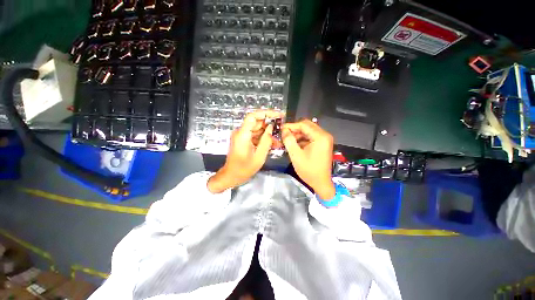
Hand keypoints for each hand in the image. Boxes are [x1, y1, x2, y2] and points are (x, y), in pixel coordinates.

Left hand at [207, 110, 283, 193]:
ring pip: (257, 129)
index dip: (266, 113)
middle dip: (270, 124)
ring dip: (268, 133)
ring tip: (279, 139)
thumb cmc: (244, 168)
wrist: (232, 176)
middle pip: (256, 122)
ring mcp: (242, 136)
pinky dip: (264, 138)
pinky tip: (273, 143)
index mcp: (242, 134)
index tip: (278, 115)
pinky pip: (255, 136)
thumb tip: (271, 127)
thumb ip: (266, 140)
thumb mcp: (259, 156)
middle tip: (282, 128)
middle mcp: (241, 132)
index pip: (253, 116)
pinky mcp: (244, 140)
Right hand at [282, 119, 335, 198]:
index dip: (291, 126)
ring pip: (308, 131)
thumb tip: (284, 130)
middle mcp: (324, 135)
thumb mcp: (296, 155)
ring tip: (287, 139)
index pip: (304, 125)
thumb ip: (289, 140)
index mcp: (320, 137)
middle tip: (284, 134)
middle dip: (294, 129)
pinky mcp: (323, 144)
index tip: (281, 128)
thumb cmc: (309, 170)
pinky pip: (311, 137)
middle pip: (307, 126)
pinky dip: (302, 139)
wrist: (321, 183)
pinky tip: (294, 144)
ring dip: (298, 134)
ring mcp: (324, 140)